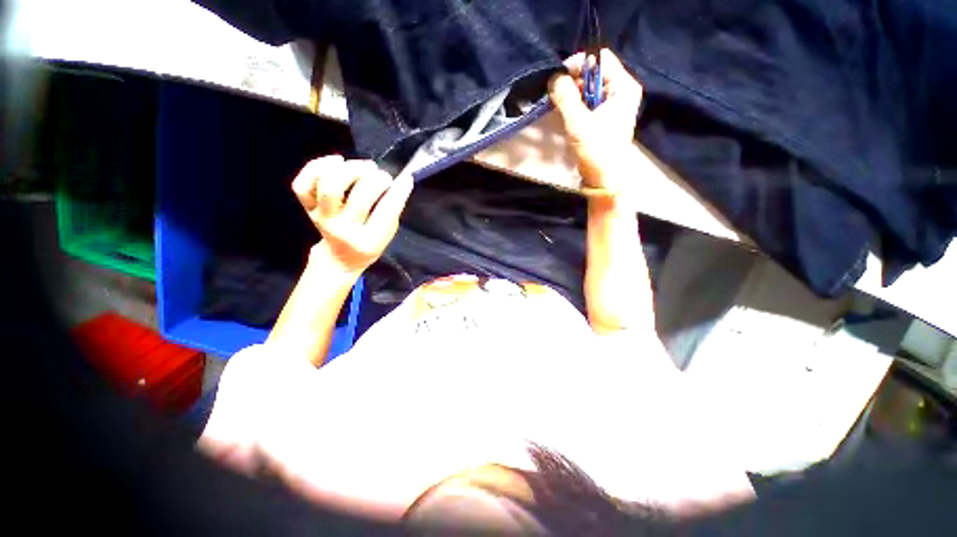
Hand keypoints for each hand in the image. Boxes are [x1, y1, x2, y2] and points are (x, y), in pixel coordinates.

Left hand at [292, 155, 412, 273]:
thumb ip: (394, 208)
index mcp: (366, 241)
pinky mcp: (306, 207)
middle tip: (384, 177)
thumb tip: (404, 180)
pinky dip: (319, 166)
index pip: (385, 213)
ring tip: (365, 167)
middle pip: (358, 197)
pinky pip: (303, 183)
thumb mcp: (387, 234)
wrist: (339, 257)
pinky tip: (338, 161)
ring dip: (351, 170)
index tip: (404, 178)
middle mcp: (340, 229)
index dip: (397, 192)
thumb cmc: (368, 244)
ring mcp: (320, 217)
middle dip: (376, 180)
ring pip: (329, 186)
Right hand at [548, 49, 643, 190]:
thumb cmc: (597, 150)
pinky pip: (587, 102)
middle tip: (556, 95)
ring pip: (589, 88)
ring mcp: (613, 105)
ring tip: (559, 106)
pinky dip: (575, 105)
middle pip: (594, 72)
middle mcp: (621, 91)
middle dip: (573, 81)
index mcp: (623, 86)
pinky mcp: (603, 117)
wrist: (605, 178)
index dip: (578, 64)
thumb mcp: (579, 122)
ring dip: (572, 94)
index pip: (600, 59)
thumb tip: (554, 77)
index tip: (558, 79)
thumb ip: (566, 97)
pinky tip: (566, 114)